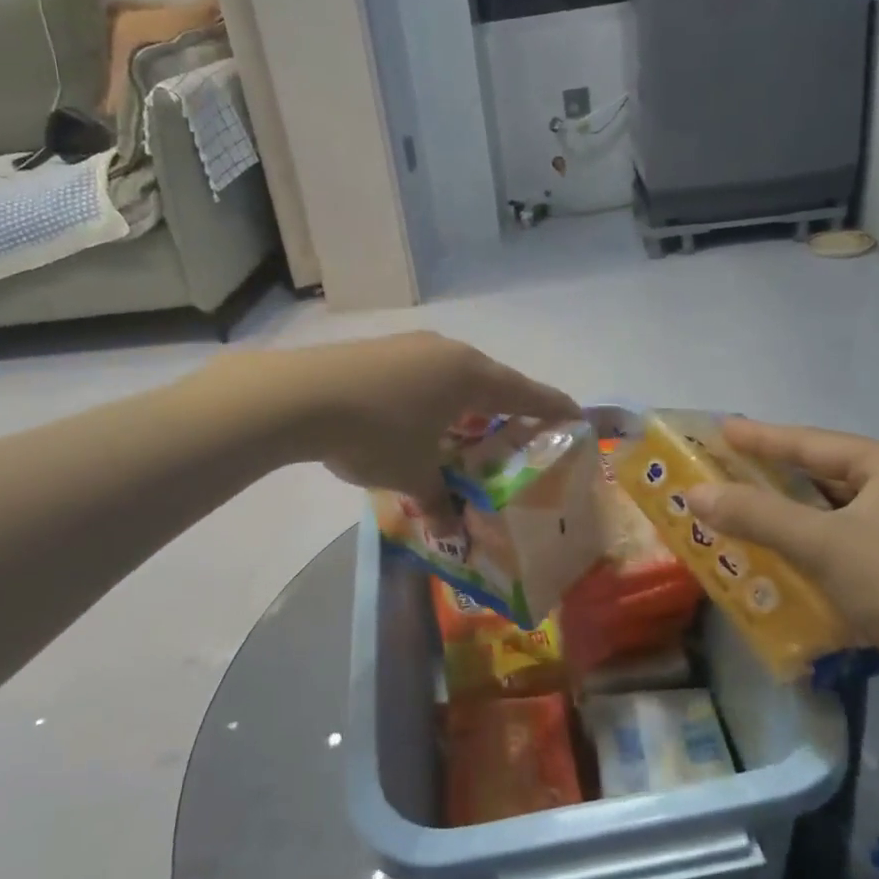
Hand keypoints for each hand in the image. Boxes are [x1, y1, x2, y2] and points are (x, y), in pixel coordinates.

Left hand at [268, 332, 579, 507]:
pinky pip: (424, 375)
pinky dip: (433, 399)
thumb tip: (451, 531)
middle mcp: (449, 353)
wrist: (300, 395)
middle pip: (493, 382)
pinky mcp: (381, 350)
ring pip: (455, 377)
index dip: (556, 409)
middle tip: (515, 439)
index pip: (529, 393)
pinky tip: (416, 422)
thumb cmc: (375, 433)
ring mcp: (412, 346)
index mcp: (472, 377)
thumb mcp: (412, 475)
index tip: (577, 419)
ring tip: (464, 435)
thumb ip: (438, 502)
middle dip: (506, 411)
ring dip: (466, 405)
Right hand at [686, 419, 878, 680]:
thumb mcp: (820, 544)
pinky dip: (821, 541)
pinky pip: (856, 538)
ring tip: (753, 511)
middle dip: (777, 476)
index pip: (813, 443)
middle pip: (829, 473)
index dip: (762, 437)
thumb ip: (755, 514)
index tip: (722, 429)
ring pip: (843, 510)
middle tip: (732, 471)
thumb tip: (695, 494)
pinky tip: (796, 555)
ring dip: (797, 513)